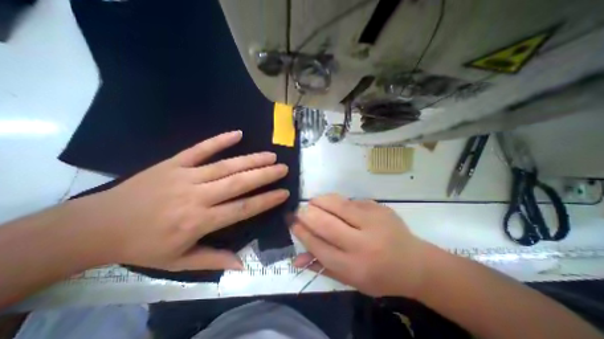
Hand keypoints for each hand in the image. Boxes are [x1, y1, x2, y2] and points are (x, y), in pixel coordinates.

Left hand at [73, 131, 290, 270]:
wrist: (97, 226)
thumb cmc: (143, 246)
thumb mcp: (178, 262)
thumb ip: (213, 260)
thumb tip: (242, 265)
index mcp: (199, 221)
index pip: (243, 208)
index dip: (266, 200)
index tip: (284, 193)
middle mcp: (197, 196)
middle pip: (239, 183)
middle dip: (265, 175)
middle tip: (283, 168)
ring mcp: (186, 176)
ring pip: (226, 165)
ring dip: (251, 159)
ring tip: (270, 155)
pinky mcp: (174, 162)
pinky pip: (200, 149)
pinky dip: (219, 140)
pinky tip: (237, 134)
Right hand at [292, 194, 428, 297]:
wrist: (415, 263)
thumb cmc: (379, 276)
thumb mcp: (351, 280)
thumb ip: (322, 268)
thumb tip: (297, 258)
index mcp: (354, 267)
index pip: (319, 247)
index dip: (302, 232)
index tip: (292, 222)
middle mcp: (363, 243)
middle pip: (326, 223)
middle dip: (307, 214)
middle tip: (299, 210)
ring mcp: (373, 221)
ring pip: (337, 205)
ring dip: (319, 201)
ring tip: (313, 203)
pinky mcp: (378, 208)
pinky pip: (350, 200)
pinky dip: (336, 201)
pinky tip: (333, 204)